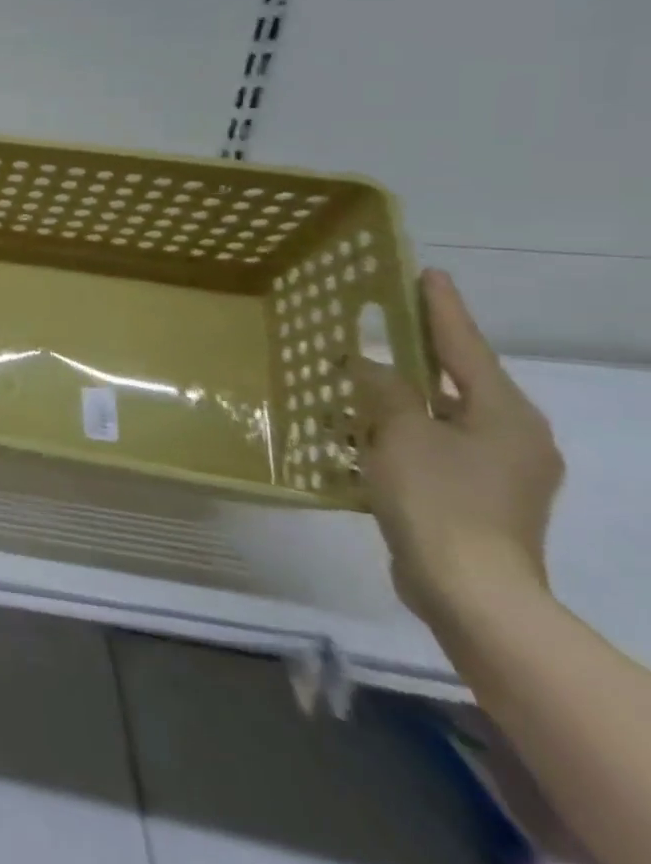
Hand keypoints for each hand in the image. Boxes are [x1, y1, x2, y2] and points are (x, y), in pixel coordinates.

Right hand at [354, 269, 563, 625]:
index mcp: (504, 415)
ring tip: (352, 385)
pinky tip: (358, 438)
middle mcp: (511, 437)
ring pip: (438, 417)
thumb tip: (366, 364)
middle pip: (456, 381)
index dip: (442, 309)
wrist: (469, 589)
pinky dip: (397, 436)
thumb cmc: (438, 499)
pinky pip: (430, 449)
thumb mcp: (400, 433)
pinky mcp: (474, 498)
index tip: (428, 274)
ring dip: (398, 401)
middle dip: (416, 357)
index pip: (465, 347)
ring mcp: (497, 472)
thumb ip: (384, 390)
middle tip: (380, 328)